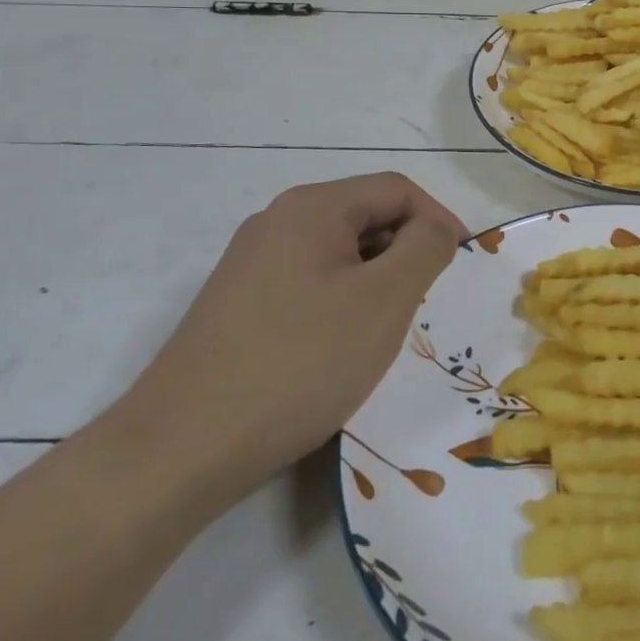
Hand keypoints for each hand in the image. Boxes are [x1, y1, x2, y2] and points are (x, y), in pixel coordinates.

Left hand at [117, 173, 465, 506]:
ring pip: (338, 254)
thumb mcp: (384, 301)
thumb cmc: (298, 364)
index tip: (460, 267)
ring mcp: (250, 264)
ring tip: (385, 332)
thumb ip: (425, 247)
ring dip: (374, 281)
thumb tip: (434, 228)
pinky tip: (339, 350)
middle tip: (425, 304)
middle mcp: (276, 222)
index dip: (439, 220)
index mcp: (311, 207)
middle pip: (365, 217)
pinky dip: (341, 303)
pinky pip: (308, 284)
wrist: (180, 450)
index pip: (396, 189)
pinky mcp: (237, 305)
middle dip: (406, 253)